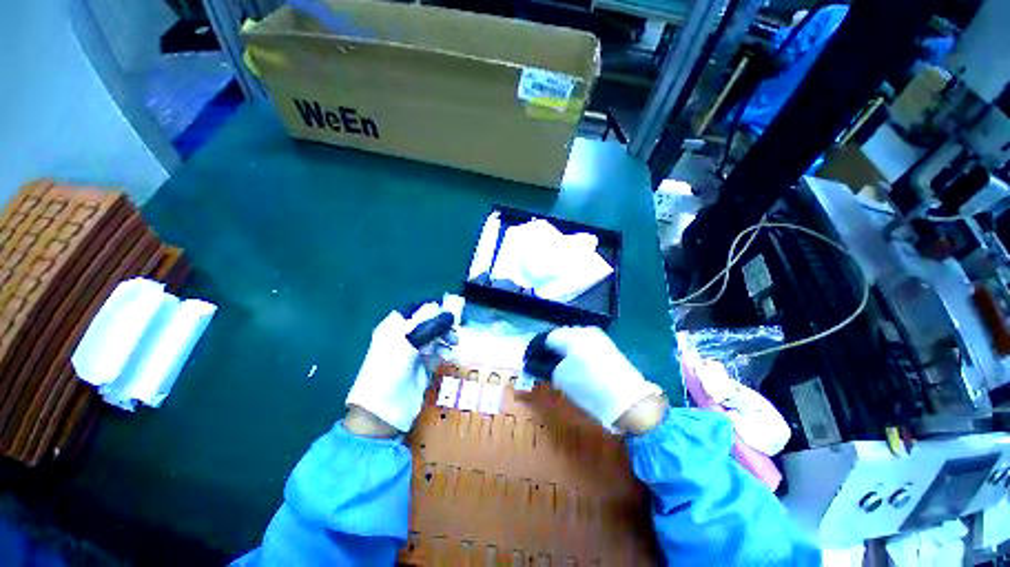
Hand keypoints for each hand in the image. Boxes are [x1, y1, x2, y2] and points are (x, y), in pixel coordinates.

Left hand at [345, 304, 446, 433]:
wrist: (383, 408)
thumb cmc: (391, 368)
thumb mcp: (409, 341)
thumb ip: (431, 324)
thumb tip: (449, 311)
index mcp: (395, 326)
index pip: (418, 309)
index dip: (435, 308)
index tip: (452, 310)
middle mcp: (404, 336)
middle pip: (429, 322)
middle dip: (443, 323)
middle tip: (456, 328)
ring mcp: (414, 351)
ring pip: (435, 336)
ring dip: (446, 337)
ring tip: (454, 342)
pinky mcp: (422, 365)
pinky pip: (437, 352)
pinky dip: (444, 351)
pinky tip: (448, 355)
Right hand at [545, 327, 663, 431]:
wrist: (627, 399)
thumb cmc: (588, 386)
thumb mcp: (561, 378)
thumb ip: (551, 366)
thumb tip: (552, 362)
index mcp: (571, 335)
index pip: (549, 337)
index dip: (542, 349)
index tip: (539, 362)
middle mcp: (585, 330)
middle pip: (563, 334)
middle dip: (556, 347)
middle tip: (552, 363)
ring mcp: (599, 337)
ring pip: (576, 339)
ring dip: (569, 349)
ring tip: (568, 365)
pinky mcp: (609, 346)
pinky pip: (588, 344)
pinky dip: (581, 352)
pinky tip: (583, 366)